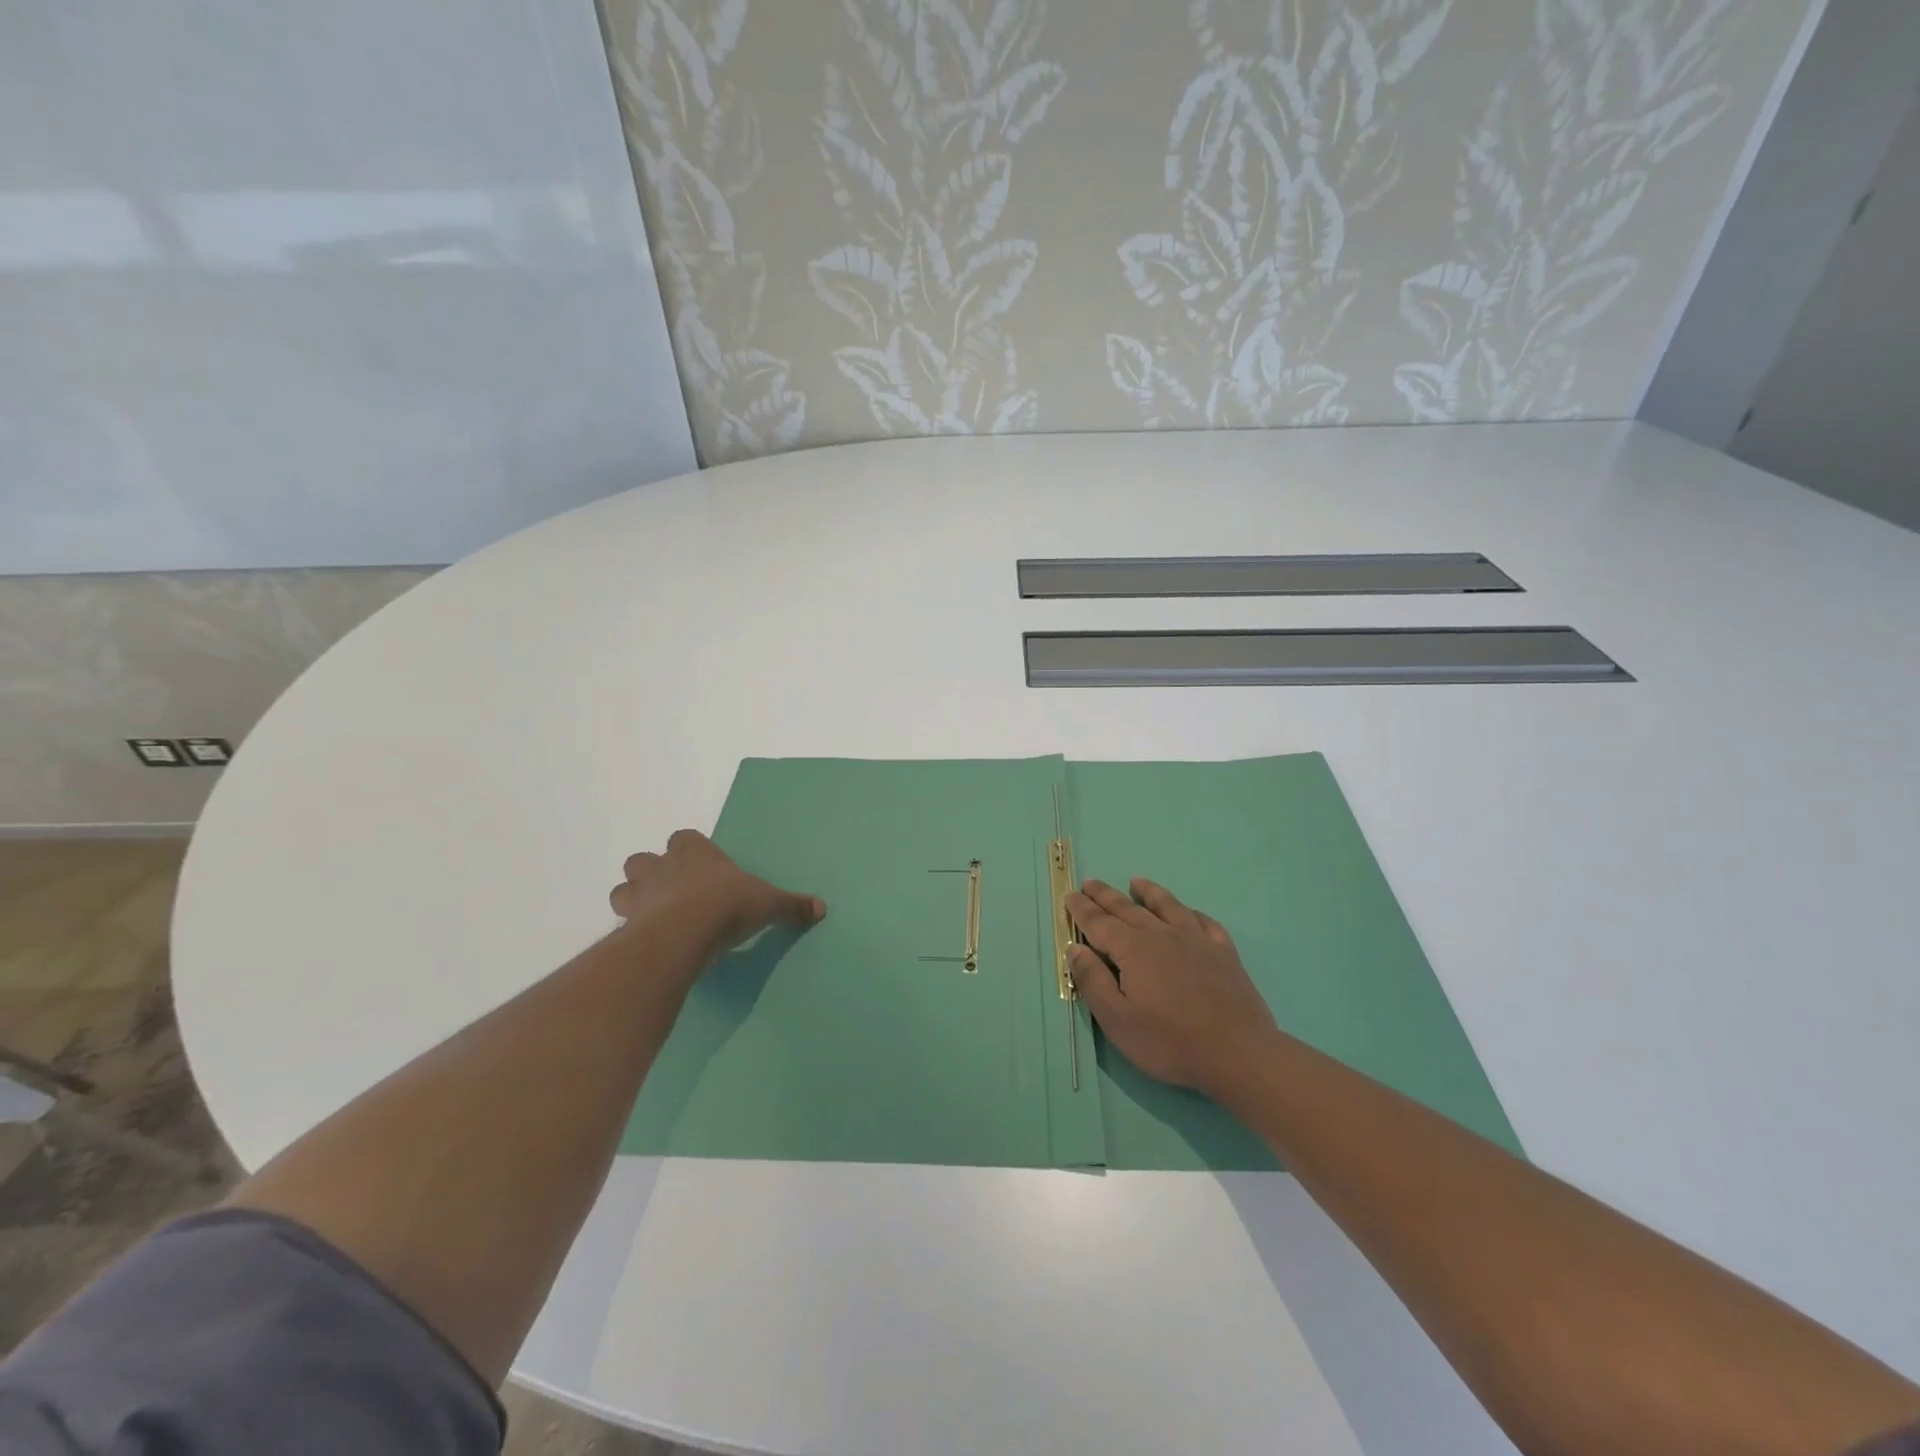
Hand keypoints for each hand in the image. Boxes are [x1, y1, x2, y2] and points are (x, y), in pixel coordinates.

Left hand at [609, 830, 824, 963]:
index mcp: (696, 853)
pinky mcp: (626, 924)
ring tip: (654, 917)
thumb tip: (821, 908)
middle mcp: (663, 867)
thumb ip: (791, 905)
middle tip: (671, 892)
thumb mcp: (769, 904)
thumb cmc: (728, 905)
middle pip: (643, 860)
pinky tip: (647, 942)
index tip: (701, 868)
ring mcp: (639, 894)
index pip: (684, 838)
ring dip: (634, 898)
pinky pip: (621, 922)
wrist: (685, 933)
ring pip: (624, 888)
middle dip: (652, 872)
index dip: (690, 851)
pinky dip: (630, 929)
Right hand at [1065, 878, 1276, 1102]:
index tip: (1070, 896)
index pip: (1100, 923)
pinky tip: (1187, 913)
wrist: (1238, 1054)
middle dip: (1106, 896)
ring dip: (1149, 892)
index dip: (1082, 909)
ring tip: (1136, 882)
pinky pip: (1204, 922)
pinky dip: (1191, 912)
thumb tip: (1074, 948)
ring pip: (1167, 906)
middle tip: (1090, 883)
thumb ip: (1093, 981)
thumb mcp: (1117, 1020)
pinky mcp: (1223, 953)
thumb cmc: (1169, 1042)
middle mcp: (1162, 935)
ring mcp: (1196, 940)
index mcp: (1133, 949)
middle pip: (1128, 909)